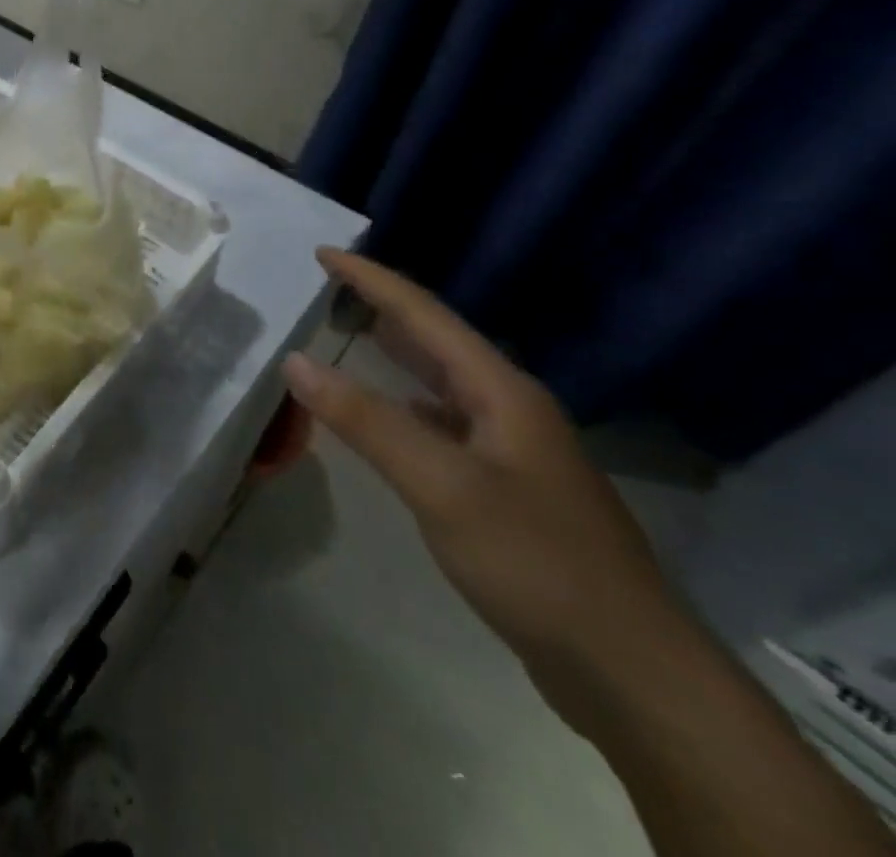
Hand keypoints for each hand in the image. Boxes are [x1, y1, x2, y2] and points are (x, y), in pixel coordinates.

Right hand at [284, 248, 693, 726]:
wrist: (632, 674)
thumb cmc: (534, 561)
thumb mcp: (440, 485)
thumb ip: (365, 419)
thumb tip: (294, 361)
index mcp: (501, 393)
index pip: (424, 315)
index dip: (371, 280)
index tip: (323, 252)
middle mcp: (510, 410)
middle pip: (437, 342)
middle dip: (383, 309)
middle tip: (330, 287)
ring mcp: (514, 452)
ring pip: (442, 384)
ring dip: (397, 356)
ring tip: (351, 336)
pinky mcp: (509, 491)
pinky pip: (444, 425)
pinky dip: (406, 406)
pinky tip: (388, 419)